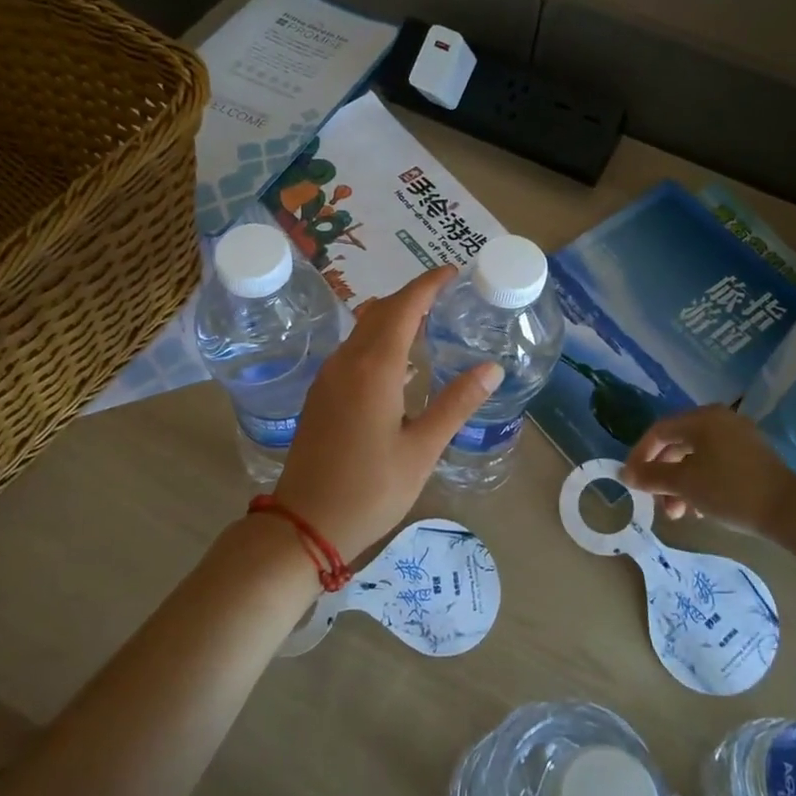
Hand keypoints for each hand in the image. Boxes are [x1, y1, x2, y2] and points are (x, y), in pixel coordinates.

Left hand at [272, 267, 500, 561]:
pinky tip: (398, 361)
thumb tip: (491, 368)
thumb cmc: (370, 489)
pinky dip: (379, 338)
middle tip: (446, 293)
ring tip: (428, 320)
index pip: (403, 308)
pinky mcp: (321, 394)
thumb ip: (456, 404)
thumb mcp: (422, 450)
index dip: (428, 285)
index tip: (453, 271)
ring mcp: (329, 377)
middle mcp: (347, 362)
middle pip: (380, 311)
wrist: (304, 524)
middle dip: (412, 295)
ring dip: (393, 316)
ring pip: (363, 329)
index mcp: (374, 369)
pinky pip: (353, 349)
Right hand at [622, 405, 795, 535]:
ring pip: (696, 457)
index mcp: (702, 418)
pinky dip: (700, 482)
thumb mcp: (684, 484)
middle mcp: (719, 419)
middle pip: (677, 444)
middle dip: (662, 476)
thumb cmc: (730, 490)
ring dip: (680, 484)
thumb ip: (651, 476)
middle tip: (657, 503)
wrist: (789, 511)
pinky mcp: (751, 456)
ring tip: (679, 514)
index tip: (631, 481)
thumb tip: (625, 474)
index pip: (658, 431)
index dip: (640, 456)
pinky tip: (700, 509)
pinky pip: (714, 462)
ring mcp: (738, 436)